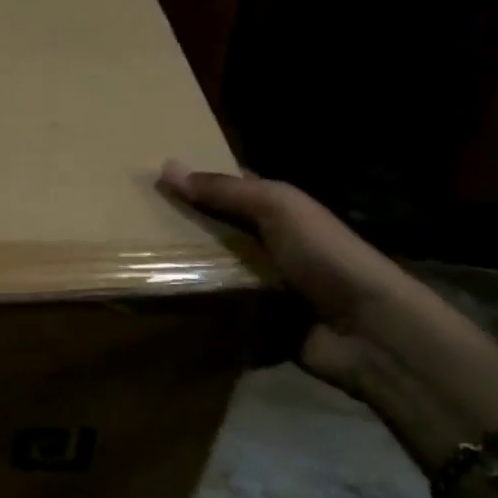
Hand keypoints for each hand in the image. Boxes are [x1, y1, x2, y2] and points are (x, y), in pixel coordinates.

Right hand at [160, 160, 497, 443]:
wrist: (368, 332)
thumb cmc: (325, 256)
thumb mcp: (278, 208)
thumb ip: (225, 190)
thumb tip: (165, 166)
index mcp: (278, 211)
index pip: (228, 189)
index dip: (195, 181)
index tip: (148, 177)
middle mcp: (268, 245)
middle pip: (215, 231)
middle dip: (180, 227)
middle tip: (128, 223)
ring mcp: (263, 287)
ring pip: (213, 271)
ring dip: (183, 269)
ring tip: (134, 262)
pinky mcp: (257, 325)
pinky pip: (219, 312)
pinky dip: (196, 309)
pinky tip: (159, 302)